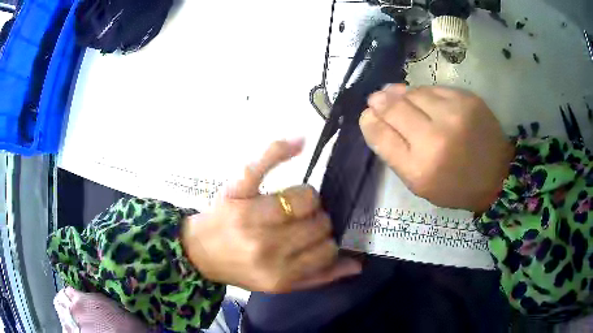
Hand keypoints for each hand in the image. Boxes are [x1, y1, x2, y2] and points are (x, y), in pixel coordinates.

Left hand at [181, 140, 360, 292]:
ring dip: (306, 200)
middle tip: (300, 225)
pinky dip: (282, 149)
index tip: (315, 241)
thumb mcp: (281, 284)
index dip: (326, 242)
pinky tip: (300, 142)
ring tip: (292, 206)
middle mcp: (267, 246)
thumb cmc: (241, 269)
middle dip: (316, 222)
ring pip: (305, 197)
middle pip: (319, 222)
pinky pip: (264, 164)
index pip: (327, 249)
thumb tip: (357, 265)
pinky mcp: (237, 190)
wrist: (200, 252)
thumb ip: (319, 278)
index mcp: (279, 273)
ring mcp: (251, 215)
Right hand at [359, 85, 513, 212]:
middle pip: (393, 107)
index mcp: (420, 168)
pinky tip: (426, 101)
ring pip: (413, 92)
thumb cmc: (455, 185)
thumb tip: (373, 116)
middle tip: (377, 100)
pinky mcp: (467, 98)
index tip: (368, 115)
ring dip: (402, 95)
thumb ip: (394, 151)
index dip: (369, 121)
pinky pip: (433, 88)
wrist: (497, 174)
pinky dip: (424, 93)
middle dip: (380, 101)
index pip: (380, 135)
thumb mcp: (419, 183)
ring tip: (403, 102)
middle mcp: (435, 139)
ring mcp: (454, 114)